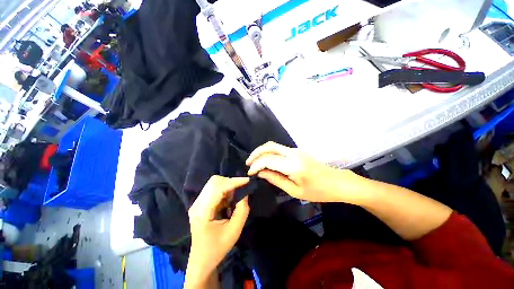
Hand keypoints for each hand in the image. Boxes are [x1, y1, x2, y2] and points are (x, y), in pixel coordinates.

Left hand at [186, 176, 249, 285]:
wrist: (202, 260)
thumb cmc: (218, 248)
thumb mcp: (234, 231)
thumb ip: (242, 210)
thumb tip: (245, 193)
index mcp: (202, 211)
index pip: (218, 188)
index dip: (234, 182)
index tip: (248, 180)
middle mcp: (197, 203)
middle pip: (214, 181)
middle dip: (230, 182)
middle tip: (241, 190)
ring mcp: (197, 203)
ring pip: (214, 183)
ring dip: (227, 187)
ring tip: (234, 199)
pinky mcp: (200, 203)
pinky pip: (214, 189)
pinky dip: (224, 191)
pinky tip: (227, 202)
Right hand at [246, 142, 361, 202]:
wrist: (336, 182)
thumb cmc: (318, 191)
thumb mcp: (294, 191)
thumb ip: (276, 179)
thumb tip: (261, 173)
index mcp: (292, 165)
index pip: (267, 160)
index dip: (256, 165)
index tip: (250, 173)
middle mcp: (292, 153)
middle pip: (269, 146)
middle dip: (256, 153)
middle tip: (248, 163)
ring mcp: (295, 150)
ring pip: (273, 145)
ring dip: (262, 152)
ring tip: (254, 162)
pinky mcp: (297, 151)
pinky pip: (279, 149)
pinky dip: (269, 153)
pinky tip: (266, 161)